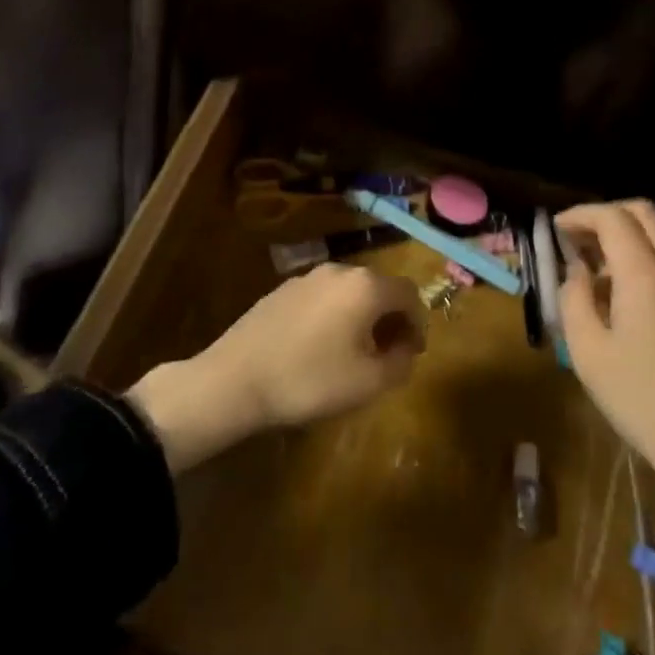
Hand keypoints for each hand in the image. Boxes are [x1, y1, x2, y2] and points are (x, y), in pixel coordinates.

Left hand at [128, 264, 425, 472]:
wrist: (236, 378)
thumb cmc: (310, 380)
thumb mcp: (368, 383)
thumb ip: (400, 363)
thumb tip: (405, 348)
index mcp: (366, 286)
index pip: (409, 294)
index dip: (418, 323)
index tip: (412, 353)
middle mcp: (340, 270)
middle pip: (380, 288)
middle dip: (390, 318)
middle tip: (387, 354)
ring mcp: (308, 276)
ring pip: (350, 291)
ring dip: (361, 316)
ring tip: (353, 353)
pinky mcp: (284, 289)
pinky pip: (323, 297)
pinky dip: (334, 315)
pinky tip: (319, 347)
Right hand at [559, 200, 654, 630]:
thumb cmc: (640, 401)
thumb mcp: (587, 352)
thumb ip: (574, 298)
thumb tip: (577, 270)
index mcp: (645, 275)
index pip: (612, 217)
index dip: (581, 214)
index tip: (558, 229)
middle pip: (645, 215)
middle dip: (608, 216)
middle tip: (582, 239)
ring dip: (631, 248)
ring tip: (604, 284)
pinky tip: (643, 318)